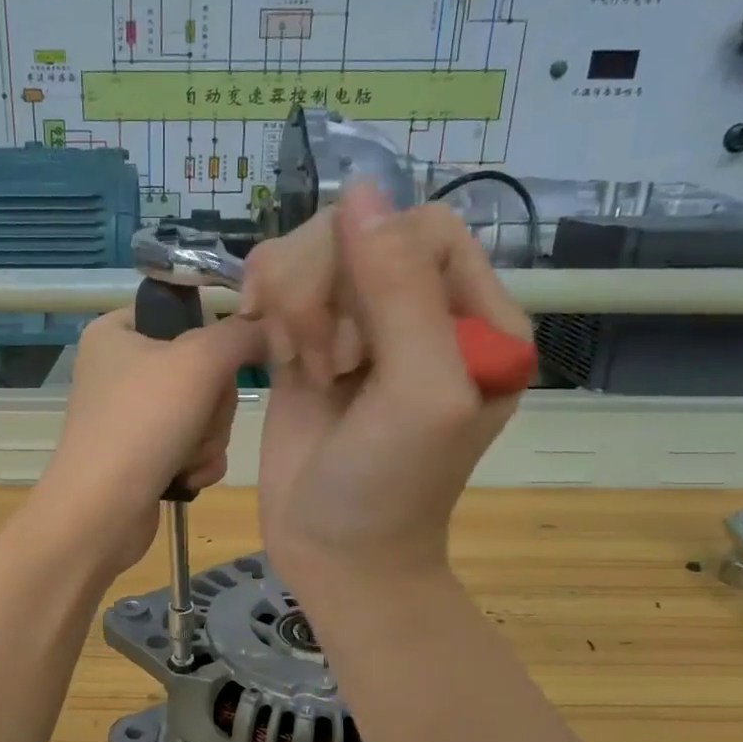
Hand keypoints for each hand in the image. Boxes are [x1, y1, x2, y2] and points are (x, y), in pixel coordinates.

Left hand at [35, 307, 264, 574]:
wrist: (102, 512)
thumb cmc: (143, 423)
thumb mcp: (199, 360)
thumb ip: (242, 334)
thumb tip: (270, 329)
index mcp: (117, 332)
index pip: (183, 314)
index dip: (213, 339)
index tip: (224, 362)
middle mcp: (121, 370)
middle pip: (202, 370)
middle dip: (213, 405)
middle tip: (196, 420)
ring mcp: (131, 417)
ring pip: (204, 413)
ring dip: (208, 438)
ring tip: (184, 456)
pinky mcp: (143, 456)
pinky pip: (193, 447)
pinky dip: (197, 462)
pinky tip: (184, 477)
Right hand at [250, 185, 530, 597]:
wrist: (335, 552)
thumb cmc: (390, 486)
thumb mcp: (420, 392)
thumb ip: (401, 291)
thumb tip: (362, 189)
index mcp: (476, 319)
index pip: (423, 230)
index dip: (375, 267)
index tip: (355, 347)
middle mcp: (420, 311)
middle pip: (359, 234)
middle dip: (325, 293)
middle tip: (323, 365)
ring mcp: (360, 324)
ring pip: (311, 250)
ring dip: (292, 305)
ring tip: (299, 366)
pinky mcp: (309, 340)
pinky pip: (280, 281)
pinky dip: (266, 307)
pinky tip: (273, 352)